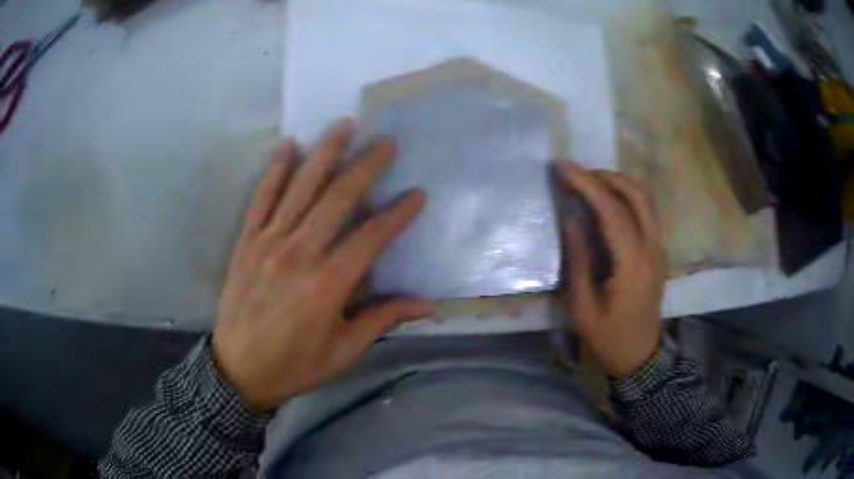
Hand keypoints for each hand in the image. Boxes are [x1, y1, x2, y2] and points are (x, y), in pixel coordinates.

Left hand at [212, 119, 431, 410]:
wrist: (238, 370)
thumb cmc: (294, 366)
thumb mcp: (343, 352)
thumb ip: (381, 321)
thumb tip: (426, 305)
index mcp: (327, 284)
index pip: (371, 237)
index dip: (398, 214)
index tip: (418, 194)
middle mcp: (299, 254)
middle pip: (338, 199)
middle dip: (366, 167)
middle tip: (386, 143)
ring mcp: (268, 243)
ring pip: (300, 188)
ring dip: (325, 153)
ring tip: (344, 126)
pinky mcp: (246, 241)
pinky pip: (262, 198)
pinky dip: (275, 170)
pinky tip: (288, 145)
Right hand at [556, 161, 666, 378]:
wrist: (638, 357)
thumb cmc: (607, 338)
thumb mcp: (582, 305)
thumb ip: (578, 257)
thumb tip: (570, 216)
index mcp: (634, 265)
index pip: (613, 211)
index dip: (587, 184)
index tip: (563, 166)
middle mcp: (653, 250)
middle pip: (637, 195)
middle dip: (605, 176)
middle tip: (576, 173)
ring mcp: (659, 249)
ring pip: (645, 199)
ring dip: (617, 183)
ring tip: (588, 182)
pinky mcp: (658, 251)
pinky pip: (645, 211)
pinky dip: (625, 197)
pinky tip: (605, 201)